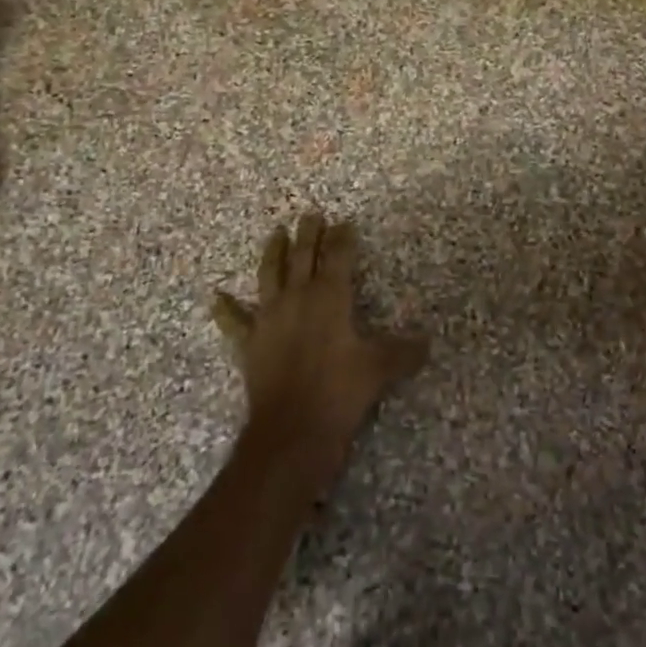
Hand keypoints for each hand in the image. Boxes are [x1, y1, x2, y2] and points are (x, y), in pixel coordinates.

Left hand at [212, 213, 427, 482]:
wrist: (291, 432)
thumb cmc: (339, 392)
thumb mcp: (380, 369)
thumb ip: (404, 352)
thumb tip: (428, 342)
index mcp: (329, 296)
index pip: (338, 256)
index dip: (342, 238)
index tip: (345, 223)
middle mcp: (297, 297)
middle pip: (303, 256)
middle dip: (309, 234)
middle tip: (310, 214)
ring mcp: (269, 318)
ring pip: (270, 275)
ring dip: (274, 252)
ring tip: (276, 232)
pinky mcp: (250, 343)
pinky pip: (235, 321)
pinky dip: (226, 309)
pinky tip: (217, 297)